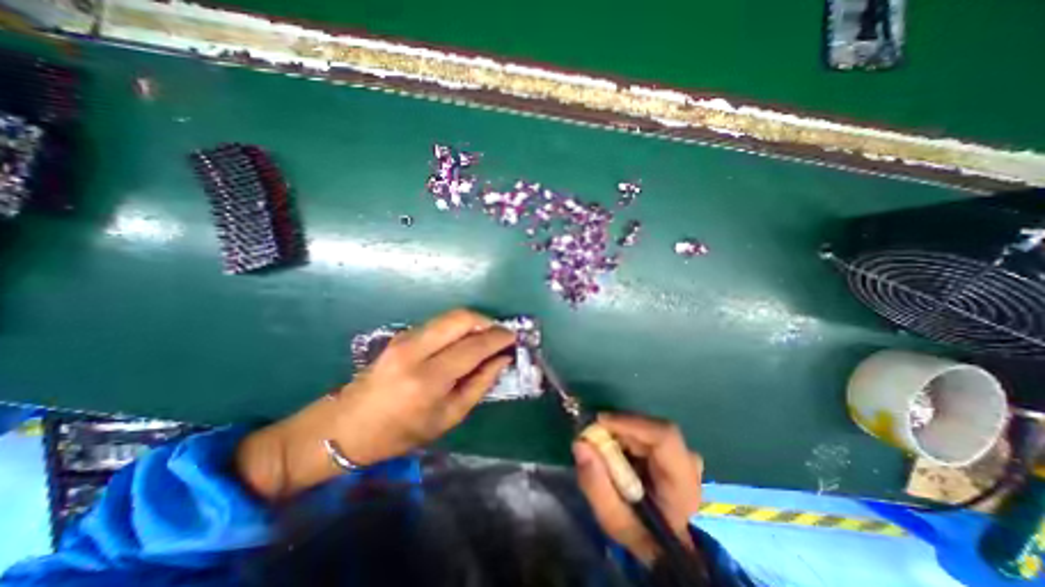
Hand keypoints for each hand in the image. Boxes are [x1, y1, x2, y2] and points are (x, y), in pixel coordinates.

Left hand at [239, 308, 512, 500]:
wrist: (346, 427)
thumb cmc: (400, 432)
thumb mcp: (448, 417)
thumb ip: (479, 384)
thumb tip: (502, 360)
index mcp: (428, 379)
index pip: (474, 346)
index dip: (498, 338)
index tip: (513, 337)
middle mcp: (416, 350)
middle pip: (461, 318)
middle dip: (486, 321)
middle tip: (500, 334)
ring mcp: (405, 338)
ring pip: (450, 316)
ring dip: (473, 322)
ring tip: (485, 337)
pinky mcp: (401, 335)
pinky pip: (438, 323)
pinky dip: (457, 327)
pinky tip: (463, 340)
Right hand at [570, 416, 701, 566]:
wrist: (666, 547)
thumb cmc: (642, 536)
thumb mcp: (614, 520)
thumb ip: (596, 484)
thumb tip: (580, 443)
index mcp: (683, 483)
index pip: (664, 436)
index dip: (630, 423)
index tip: (599, 422)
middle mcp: (689, 461)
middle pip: (651, 428)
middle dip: (619, 428)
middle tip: (593, 437)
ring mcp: (684, 454)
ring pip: (648, 428)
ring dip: (622, 432)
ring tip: (603, 447)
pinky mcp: (675, 451)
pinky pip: (647, 432)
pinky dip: (628, 436)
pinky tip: (617, 451)